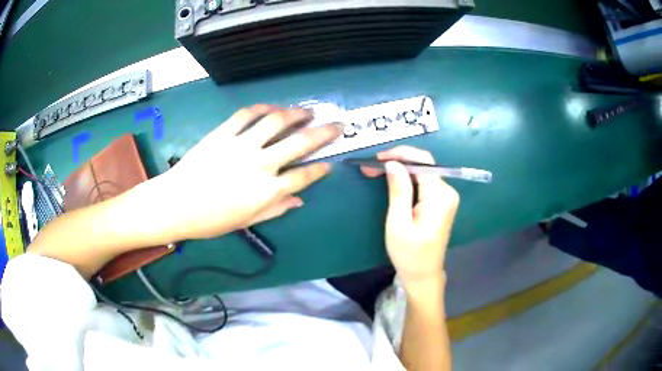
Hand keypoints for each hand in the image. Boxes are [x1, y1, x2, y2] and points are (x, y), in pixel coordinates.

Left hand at [154, 105, 341, 239]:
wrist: (176, 204)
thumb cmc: (210, 220)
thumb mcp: (247, 222)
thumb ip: (275, 209)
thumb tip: (299, 200)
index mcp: (267, 191)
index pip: (304, 176)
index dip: (320, 169)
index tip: (330, 163)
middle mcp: (260, 164)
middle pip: (300, 143)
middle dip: (324, 132)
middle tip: (337, 125)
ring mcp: (241, 145)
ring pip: (276, 121)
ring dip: (297, 114)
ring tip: (308, 112)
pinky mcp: (223, 133)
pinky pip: (247, 115)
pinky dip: (264, 108)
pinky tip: (273, 108)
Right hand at [361, 146, 459, 287]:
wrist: (423, 275)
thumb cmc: (409, 254)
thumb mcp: (398, 223)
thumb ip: (399, 191)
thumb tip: (393, 164)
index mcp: (439, 197)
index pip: (423, 161)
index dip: (400, 154)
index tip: (377, 159)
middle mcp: (447, 192)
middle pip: (423, 165)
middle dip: (398, 161)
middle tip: (372, 168)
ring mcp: (446, 197)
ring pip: (422, 172)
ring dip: (400, 169)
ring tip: (377, 173)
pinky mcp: (441, 202)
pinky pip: (424, 182)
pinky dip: (407, 179)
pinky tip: (392, 182)